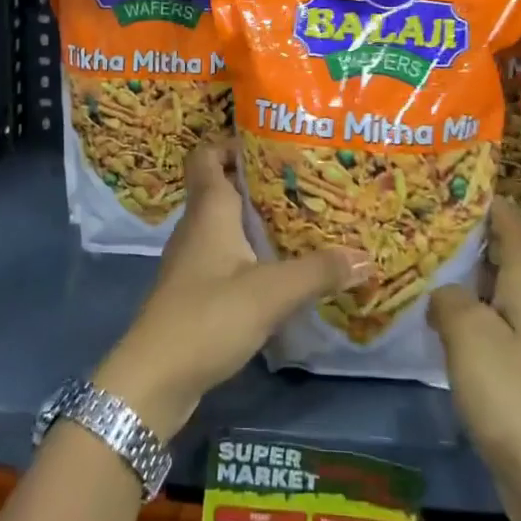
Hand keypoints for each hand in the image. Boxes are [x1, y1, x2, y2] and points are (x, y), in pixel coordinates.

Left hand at [93, 139, 365, 441]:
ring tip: (299, 218)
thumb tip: (365, 255)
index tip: (272, 142)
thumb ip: (318, 271)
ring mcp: (192, 258)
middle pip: (221, 185)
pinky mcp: (194, 288)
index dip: (232, 142)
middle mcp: (197, 225)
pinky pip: (224, 253)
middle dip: (257, 179)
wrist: (155, 378)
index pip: (207, 154)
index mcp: (209, 209)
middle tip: (301, 180)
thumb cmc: (209, 316)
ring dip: (254, 217)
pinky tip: (277, 266)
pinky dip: (248, 250)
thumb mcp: (272, 292)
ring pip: (224, 221)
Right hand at [428, 203, 520, 520]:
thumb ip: (450, 299)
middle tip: (418, 225)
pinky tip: (442, 329)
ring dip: (467, 282)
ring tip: (421, 269)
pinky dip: (474, 321)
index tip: (442, 183)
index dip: (481, 199)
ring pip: (501, 294)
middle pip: (506, 255)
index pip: (510, 221)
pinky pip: (502, 331)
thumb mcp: (470, 337)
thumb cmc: (519, 401)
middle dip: (466, 239)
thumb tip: (446, 292)